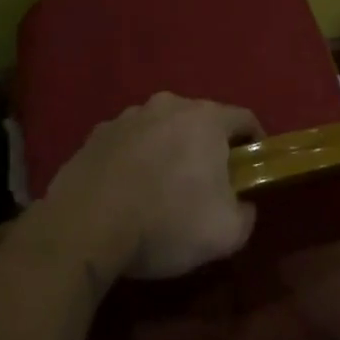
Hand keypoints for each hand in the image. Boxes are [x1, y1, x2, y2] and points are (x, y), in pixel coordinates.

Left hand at [46, 92, 261, 279]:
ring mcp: (127, 118)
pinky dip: (134, 161)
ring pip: (161, 129)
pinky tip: (127, 193)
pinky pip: (127, 144)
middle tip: (208, 184)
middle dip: (208, 147)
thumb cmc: (166, 222)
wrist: (83, 229)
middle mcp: (168, 106)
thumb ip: (246, 215)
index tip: (253, 168)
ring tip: (161, 190)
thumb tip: (242, 206)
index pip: (245, 119)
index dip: (255, 142)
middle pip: (201, 121)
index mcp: (207, 119)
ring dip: (168, 151)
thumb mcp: (226, 233)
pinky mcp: (94, 136)